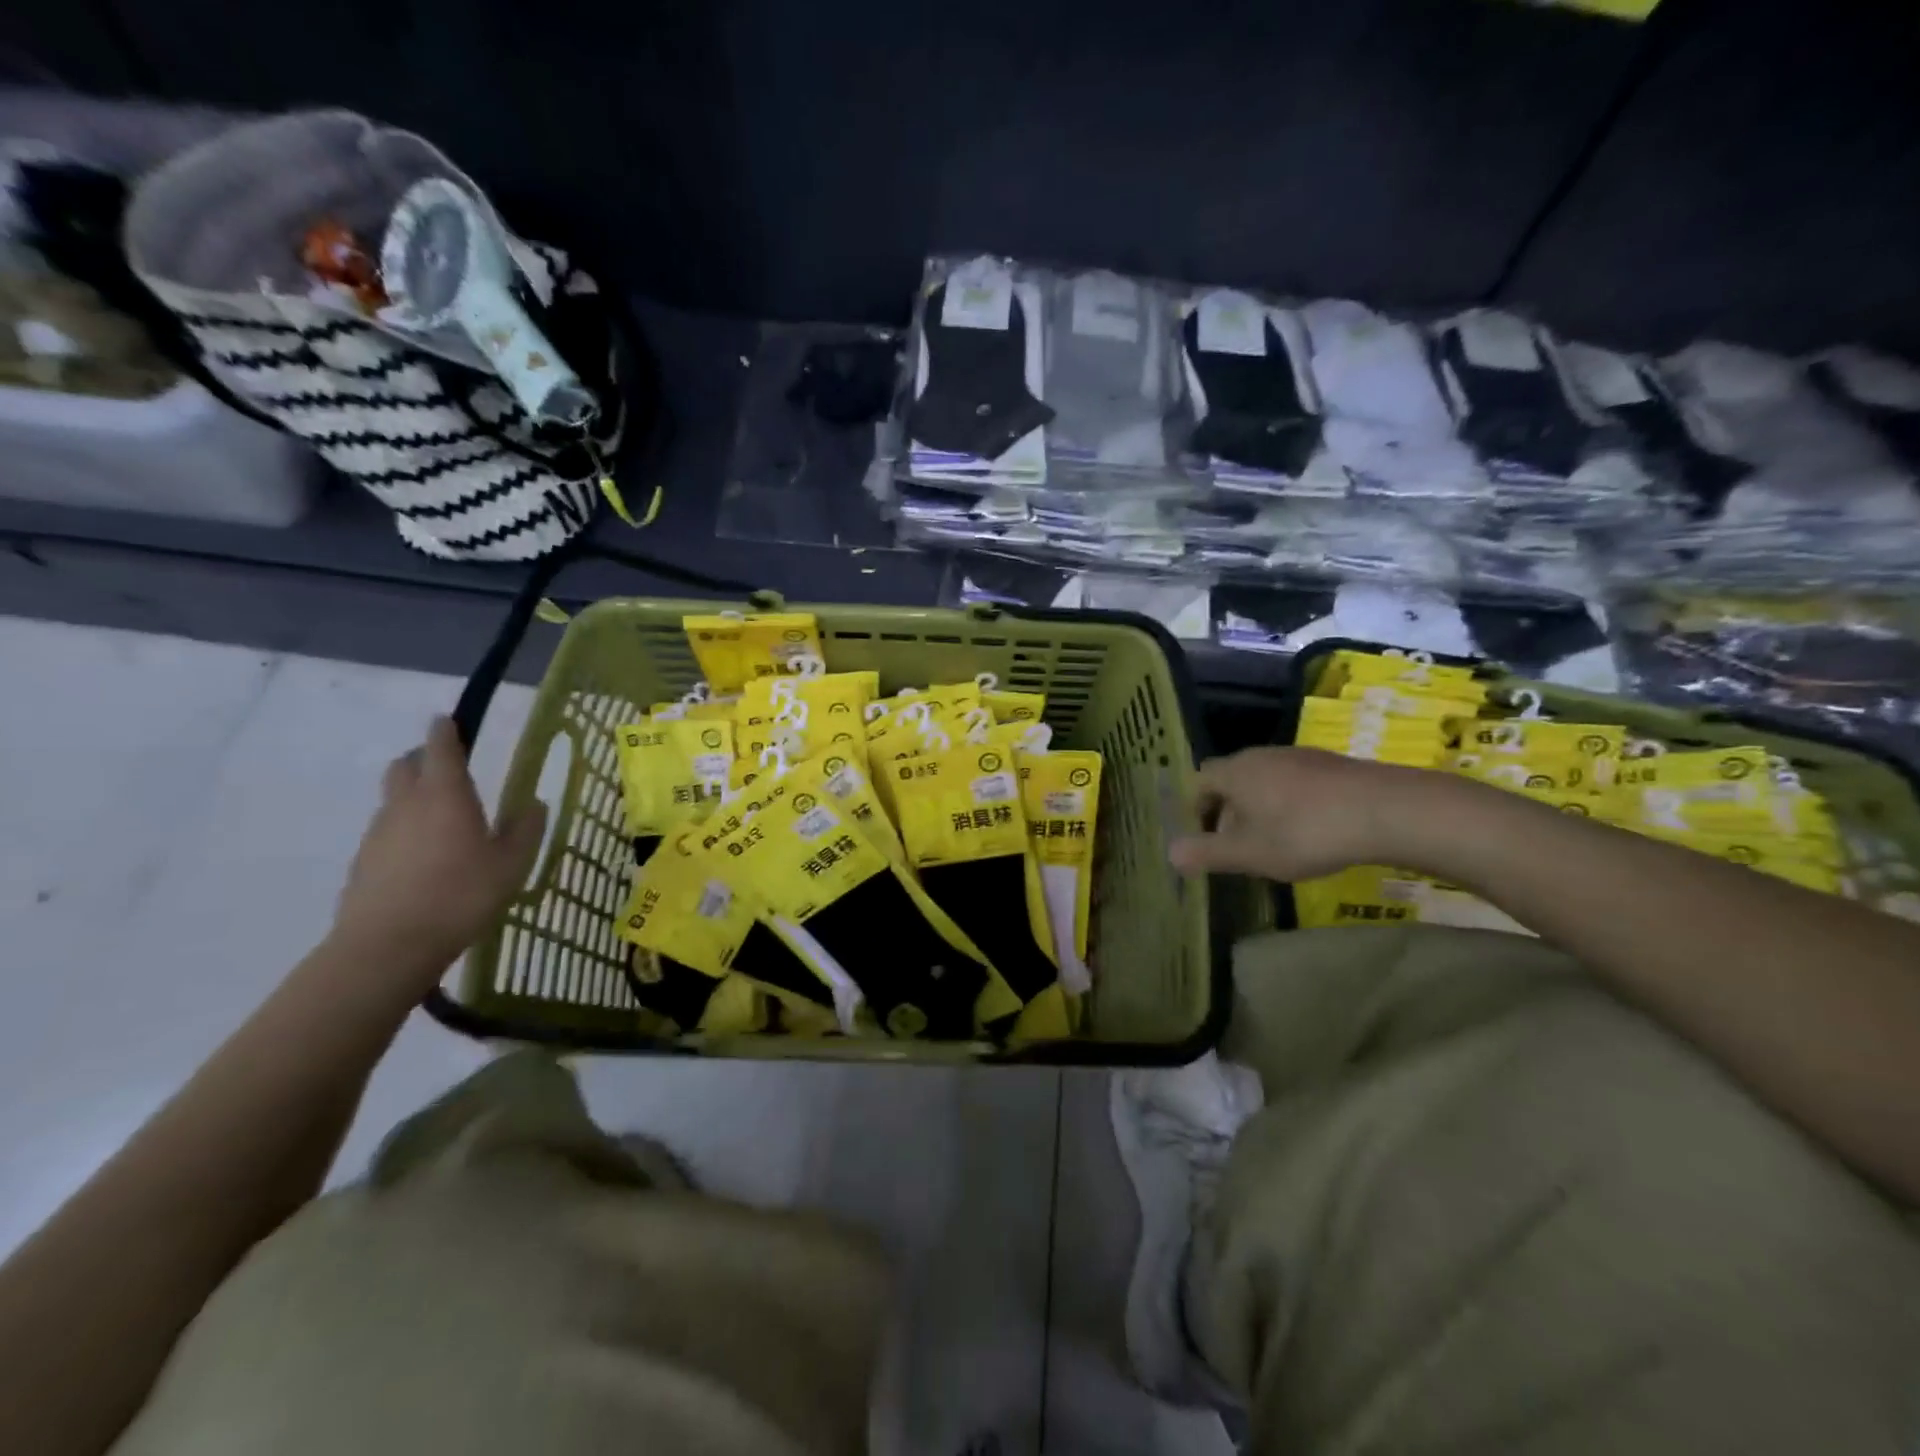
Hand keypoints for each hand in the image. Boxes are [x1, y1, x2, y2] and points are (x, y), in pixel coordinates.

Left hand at [331, 717, 547, 977]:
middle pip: (406, 765)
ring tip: (443, 821)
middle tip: (450, 770)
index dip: (446, 730)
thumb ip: (527, 830)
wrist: (387, 947)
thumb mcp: (512, 864)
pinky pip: (386, 832)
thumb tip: (535, 804)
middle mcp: (406, 805)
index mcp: (445, 795)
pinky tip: (425, 859)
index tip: (449, 720)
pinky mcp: (363, 862)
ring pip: (394, 799)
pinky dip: (404, 831)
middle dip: (425, 759)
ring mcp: (378, 833)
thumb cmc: (461, 896)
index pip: (441, 747)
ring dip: (414, 797)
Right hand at [1169, 747, 1451, 882]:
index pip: (1198, 782)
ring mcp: (1298, 756)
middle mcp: (1261, 755)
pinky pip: (1295, 783)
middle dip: (1228, 812)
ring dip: (1260, 809)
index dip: (1195, 810)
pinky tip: (1311, 832)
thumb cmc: (1304, 832)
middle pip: (1230, 780)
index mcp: (1234, 771)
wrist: (1386, 810)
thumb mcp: (1248, 853)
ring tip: (1274, 843)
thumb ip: (1206, 854)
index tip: (1205, 840)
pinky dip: (1291, 805)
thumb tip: (1170, 854)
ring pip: (1264, 781)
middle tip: (1237, 847)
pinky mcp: (1331, 764)